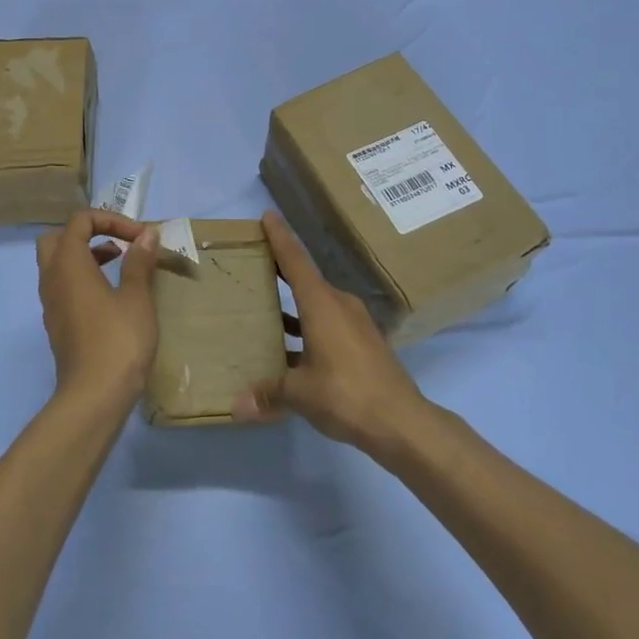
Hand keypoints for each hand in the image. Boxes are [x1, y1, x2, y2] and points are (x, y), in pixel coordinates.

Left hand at [36, 210, 160, 412]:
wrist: (95, 396)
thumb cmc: (118, 340)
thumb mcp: (136, 297)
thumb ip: (139, 262)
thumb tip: (146, 236)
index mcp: (68, 263)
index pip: (79, 221)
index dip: (110, 220)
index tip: (139, 237)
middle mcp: (52, 278)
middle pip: (58, 239)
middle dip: (87, 234)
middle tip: (117, 245)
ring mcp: (51, 304)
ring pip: (58, 265)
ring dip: (86, 256)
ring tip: (120, 265)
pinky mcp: (57, 325)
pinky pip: (63, 287)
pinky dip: (82, 279)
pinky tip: (111, 296)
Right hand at [234, 211, 424, 453]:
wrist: (403, 423)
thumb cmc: (347, 395)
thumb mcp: (301, 394)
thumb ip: (268, 394)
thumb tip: (235, 406)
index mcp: (322, 305)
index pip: (296, 262)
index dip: (280, 238)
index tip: (267, 216)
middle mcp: (339, 306)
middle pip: (306, 280)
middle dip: (282, 271)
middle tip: (255, 264)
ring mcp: (355, 324)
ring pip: (318, 305)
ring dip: (295, 305)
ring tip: (266, 308)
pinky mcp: (364, 343)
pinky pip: (328, 324)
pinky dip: (308, 327)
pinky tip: (292, 348)